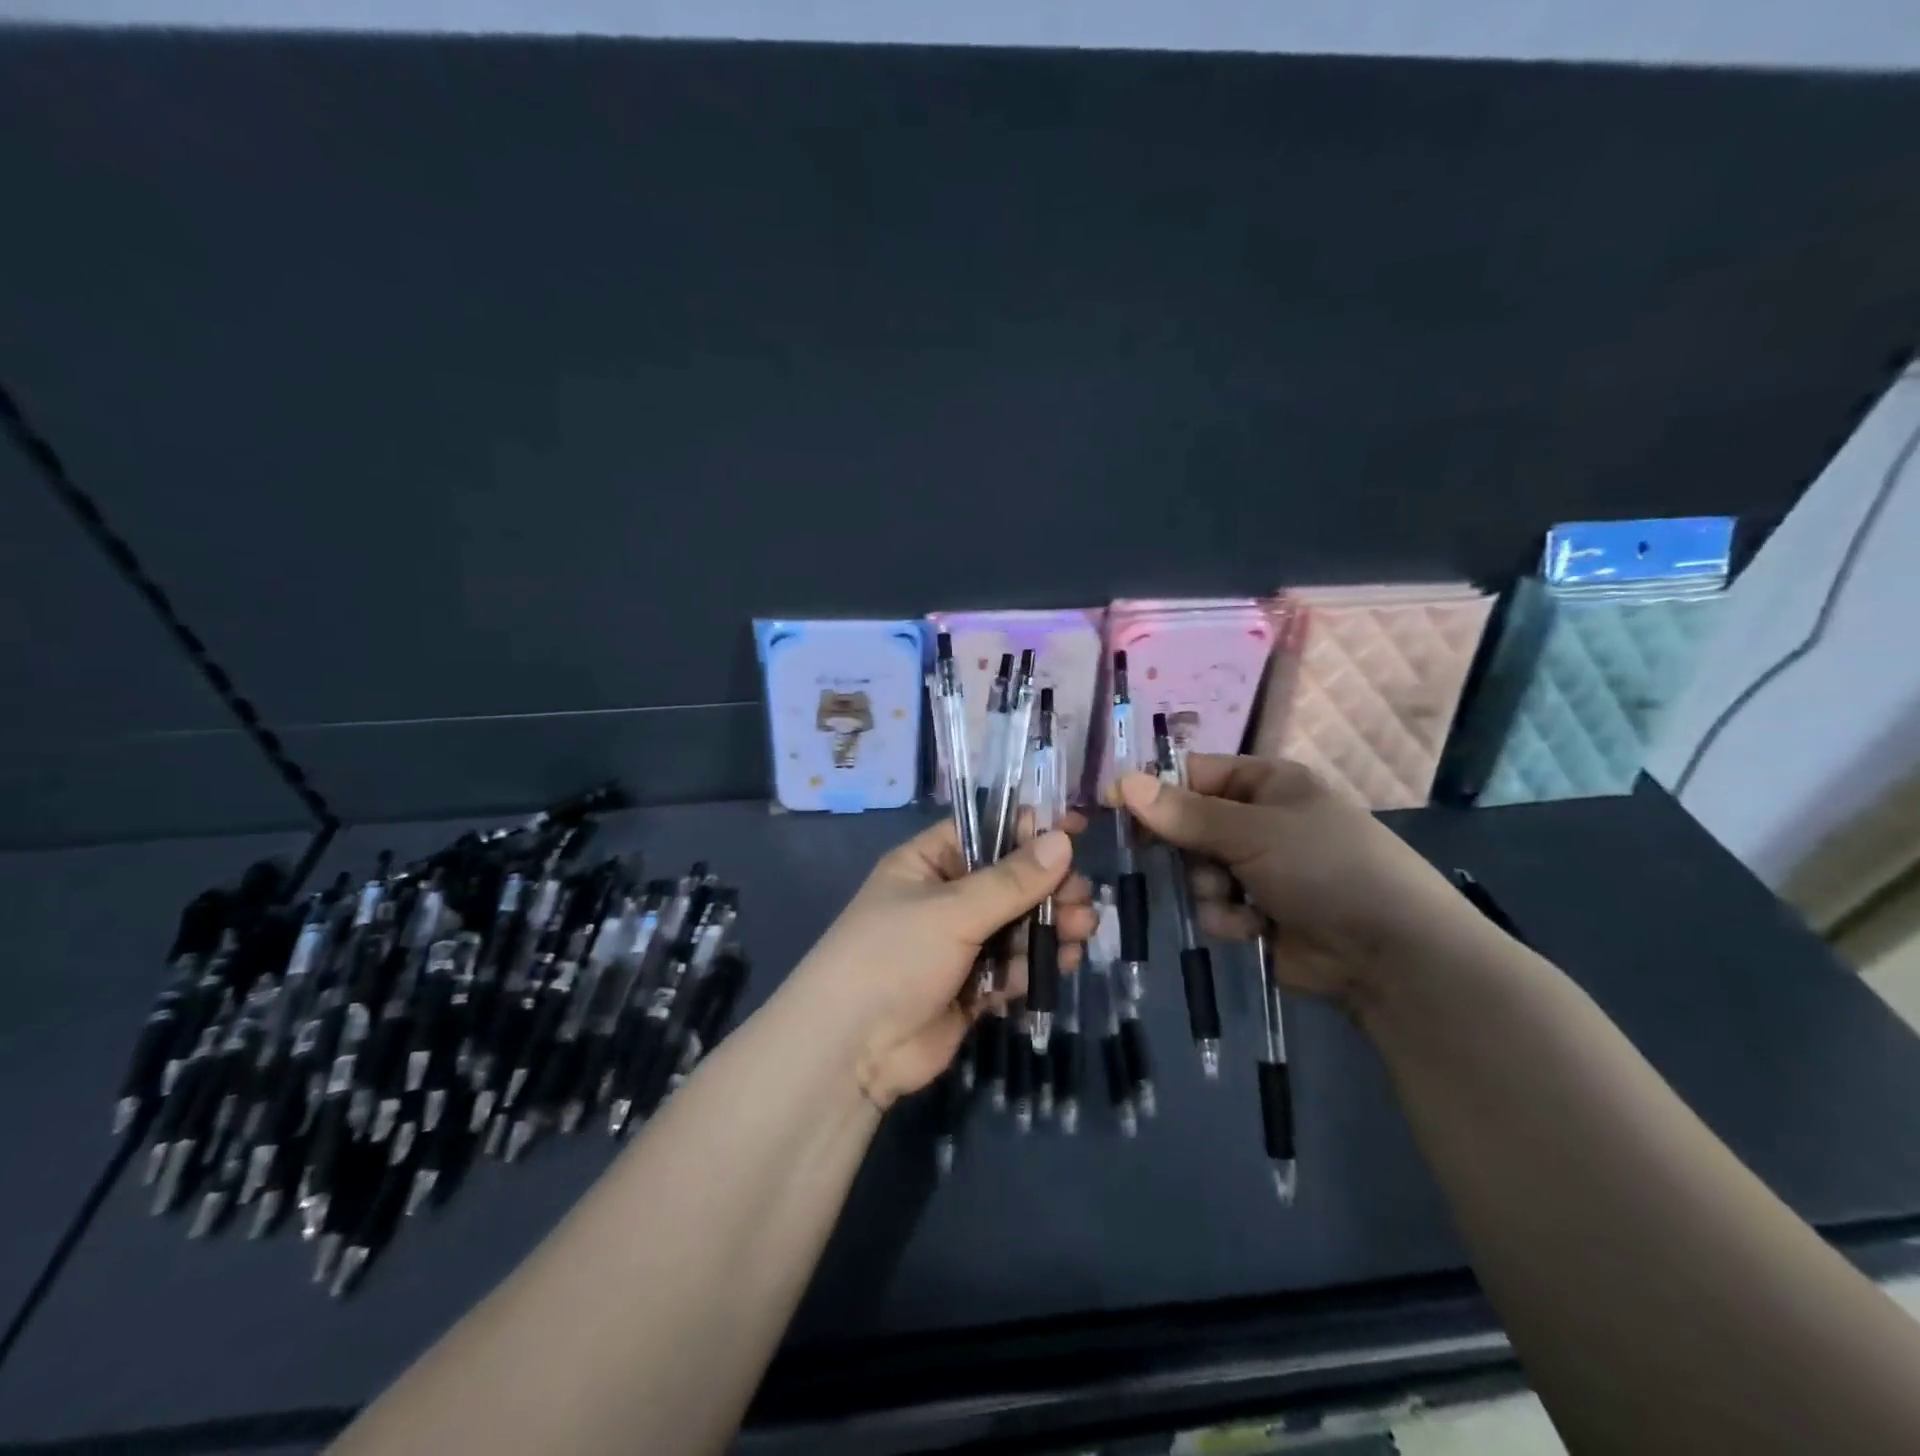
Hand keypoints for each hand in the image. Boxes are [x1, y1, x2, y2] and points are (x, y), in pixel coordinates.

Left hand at [790, 817, 1095, 1108]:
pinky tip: (1062, 961)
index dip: (1028, 829)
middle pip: (1009, 882)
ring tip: (1081, 928)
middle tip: (1081, 895)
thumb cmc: (894, 957)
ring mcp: (959, 945)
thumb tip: (1062, 839)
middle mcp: (945, 898)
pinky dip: (1035, 963)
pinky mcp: (972, 986)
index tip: (1075, 829)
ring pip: (1016, 925)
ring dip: (1049, 925)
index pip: (984, 832)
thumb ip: (1011, 880)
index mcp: (928, 863)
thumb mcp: (952, 911)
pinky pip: (1012, 965)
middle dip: (1047, 887)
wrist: (852, 1050)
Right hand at [1115, 755, 1484, 1006]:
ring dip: (1206, 888)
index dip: (1153, 789)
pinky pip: (1213, 907)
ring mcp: (1257, 868)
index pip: (1192, 774)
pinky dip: (1226, 918)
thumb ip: (1185, 813)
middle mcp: (1257, 821)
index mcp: (1265, 783)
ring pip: (1194, 871)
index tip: (1114, 806)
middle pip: (1187, 825)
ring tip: (1234, 901)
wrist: (1390, 955)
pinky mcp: (1256, 912)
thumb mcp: (1253, 831)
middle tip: (1171, 860)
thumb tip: (1122, 782)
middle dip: (1183, 849)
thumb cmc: (1325, 867)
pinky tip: (1252, 928)